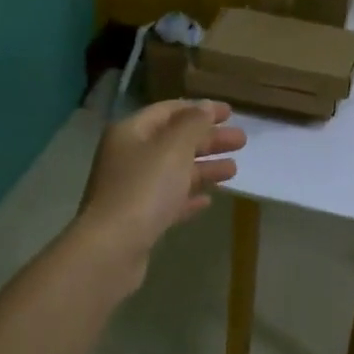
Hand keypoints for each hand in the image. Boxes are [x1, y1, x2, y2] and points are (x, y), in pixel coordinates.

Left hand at [76, 100, 245, 290]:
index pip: (168, 111)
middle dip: (208, 140)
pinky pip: (168, 201)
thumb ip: (193, 124)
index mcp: (131, 132)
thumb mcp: (174, 148)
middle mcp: (128, 157)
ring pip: (174, 172)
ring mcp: (132, 190)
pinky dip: (188, 196)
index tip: (231, 112)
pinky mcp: (139, 219)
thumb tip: (205, 106)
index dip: (200, 109)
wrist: (112, 248)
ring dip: (204, 168)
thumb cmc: (144, 189)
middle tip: (241, 141)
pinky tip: (208, 200)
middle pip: (174, 141)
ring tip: (234, 170)